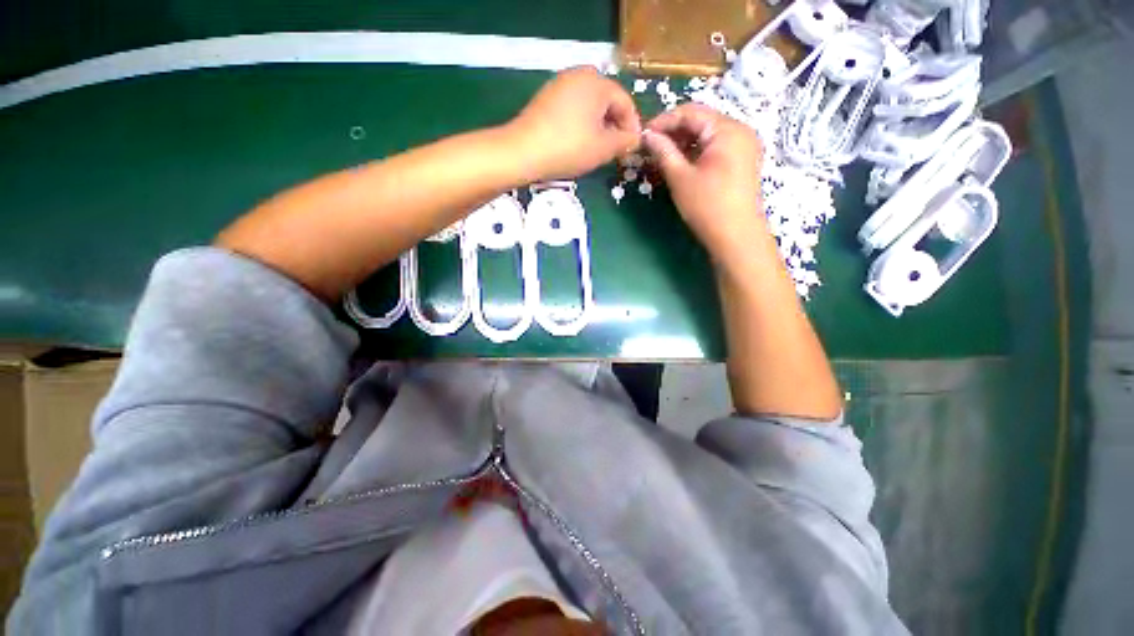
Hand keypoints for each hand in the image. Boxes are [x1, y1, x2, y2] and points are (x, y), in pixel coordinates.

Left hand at [505, 66, 641, 180]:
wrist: (523, 151)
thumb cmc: (569, 148)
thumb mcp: (603, 148)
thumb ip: (624, 142)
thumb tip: (636, 139)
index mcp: (597, 82)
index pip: (625, 102)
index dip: (632, 126)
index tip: (632, 147)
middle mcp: (579, 75)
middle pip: (607, 100)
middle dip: (615, 125)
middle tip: (616, 149)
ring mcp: (560, 84)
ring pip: (590, 104)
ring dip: (599, 125)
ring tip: (598, 148)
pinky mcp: (547, 97)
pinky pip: (573, 107)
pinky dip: (582, 123)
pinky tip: (578, 142)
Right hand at [641, 104, 764, 263]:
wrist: (735, 235)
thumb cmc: (707, 206)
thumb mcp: (680, 177)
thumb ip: (663, 151)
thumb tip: (647, 135)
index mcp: (727, 129)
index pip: (690, 112)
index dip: (664, 121)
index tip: (643, 134)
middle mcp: (739, 130)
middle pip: (701, 121)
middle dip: (674, 132)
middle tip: (651, 147)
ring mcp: (743, 146)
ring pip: (707, 135)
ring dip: (683, 143)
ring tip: (662, 155)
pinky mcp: (741, 160)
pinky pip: (715, 147)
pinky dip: (696, 152)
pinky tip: (680, 163)